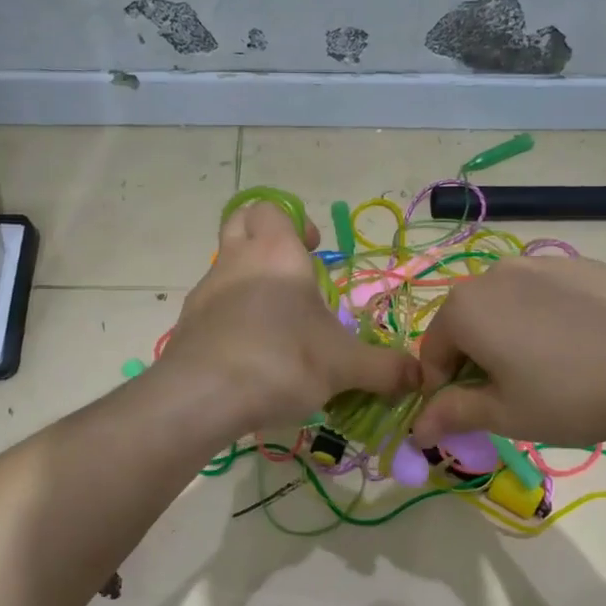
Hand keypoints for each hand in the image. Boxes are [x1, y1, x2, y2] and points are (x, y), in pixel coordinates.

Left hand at [159, 201, 418, 441]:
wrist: (203, 397)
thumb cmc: (282, 361)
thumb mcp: (345, 367)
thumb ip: (384, 370)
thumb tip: (418, 378)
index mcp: (276, 253)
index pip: (273, 208)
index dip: (294, 222)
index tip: (314, 250)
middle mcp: (235, 262)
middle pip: (239, 223)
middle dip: (264, 238)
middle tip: (291, 273)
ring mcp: (205, 294)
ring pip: (224, 269)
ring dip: (248, 283)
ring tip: (277, 324)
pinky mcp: (187, 326)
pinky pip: (212, 309)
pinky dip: (230, 320)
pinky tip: (251, 355)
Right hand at [411, 254, 605, 458]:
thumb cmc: (569, 397)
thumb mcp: (504, 415)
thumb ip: (452, 415)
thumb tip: (416, 430)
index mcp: (465, 308)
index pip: (433, 352)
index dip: (443, 387)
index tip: (469, 413)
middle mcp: (496, 273)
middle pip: (468, 322)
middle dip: (476, 357)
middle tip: (510, 394)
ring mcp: (544, 263)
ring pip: (508, 304)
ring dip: (510, 335)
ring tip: (549, 370)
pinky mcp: (585, 265)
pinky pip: (547, 294)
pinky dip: (548, 318)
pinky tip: (581, 348)